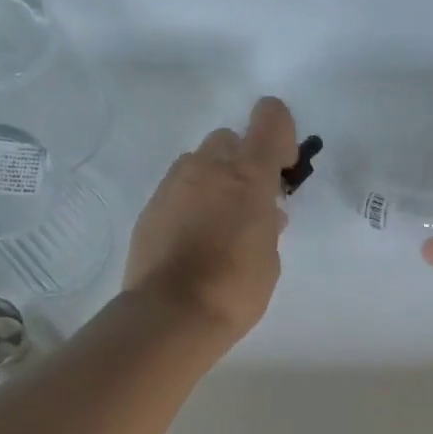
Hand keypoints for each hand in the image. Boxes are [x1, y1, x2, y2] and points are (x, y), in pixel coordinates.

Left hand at [123, 97, 298, 346]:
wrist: (171, 314)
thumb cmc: (236, 289)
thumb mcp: (269, 257)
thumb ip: (268, 225)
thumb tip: (265, 214)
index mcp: (248, 176)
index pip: (269, 119)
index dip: (280, 134)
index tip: (282, 168)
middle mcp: (208, 168)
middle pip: (229, 139)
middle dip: (242, 161)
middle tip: (249, 203)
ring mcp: (173, 185)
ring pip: (199, 163)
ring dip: (214, 181)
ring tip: (219, 225)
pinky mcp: (150, 207)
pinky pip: (178, 190)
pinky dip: (190, 203)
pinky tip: (194, 240)